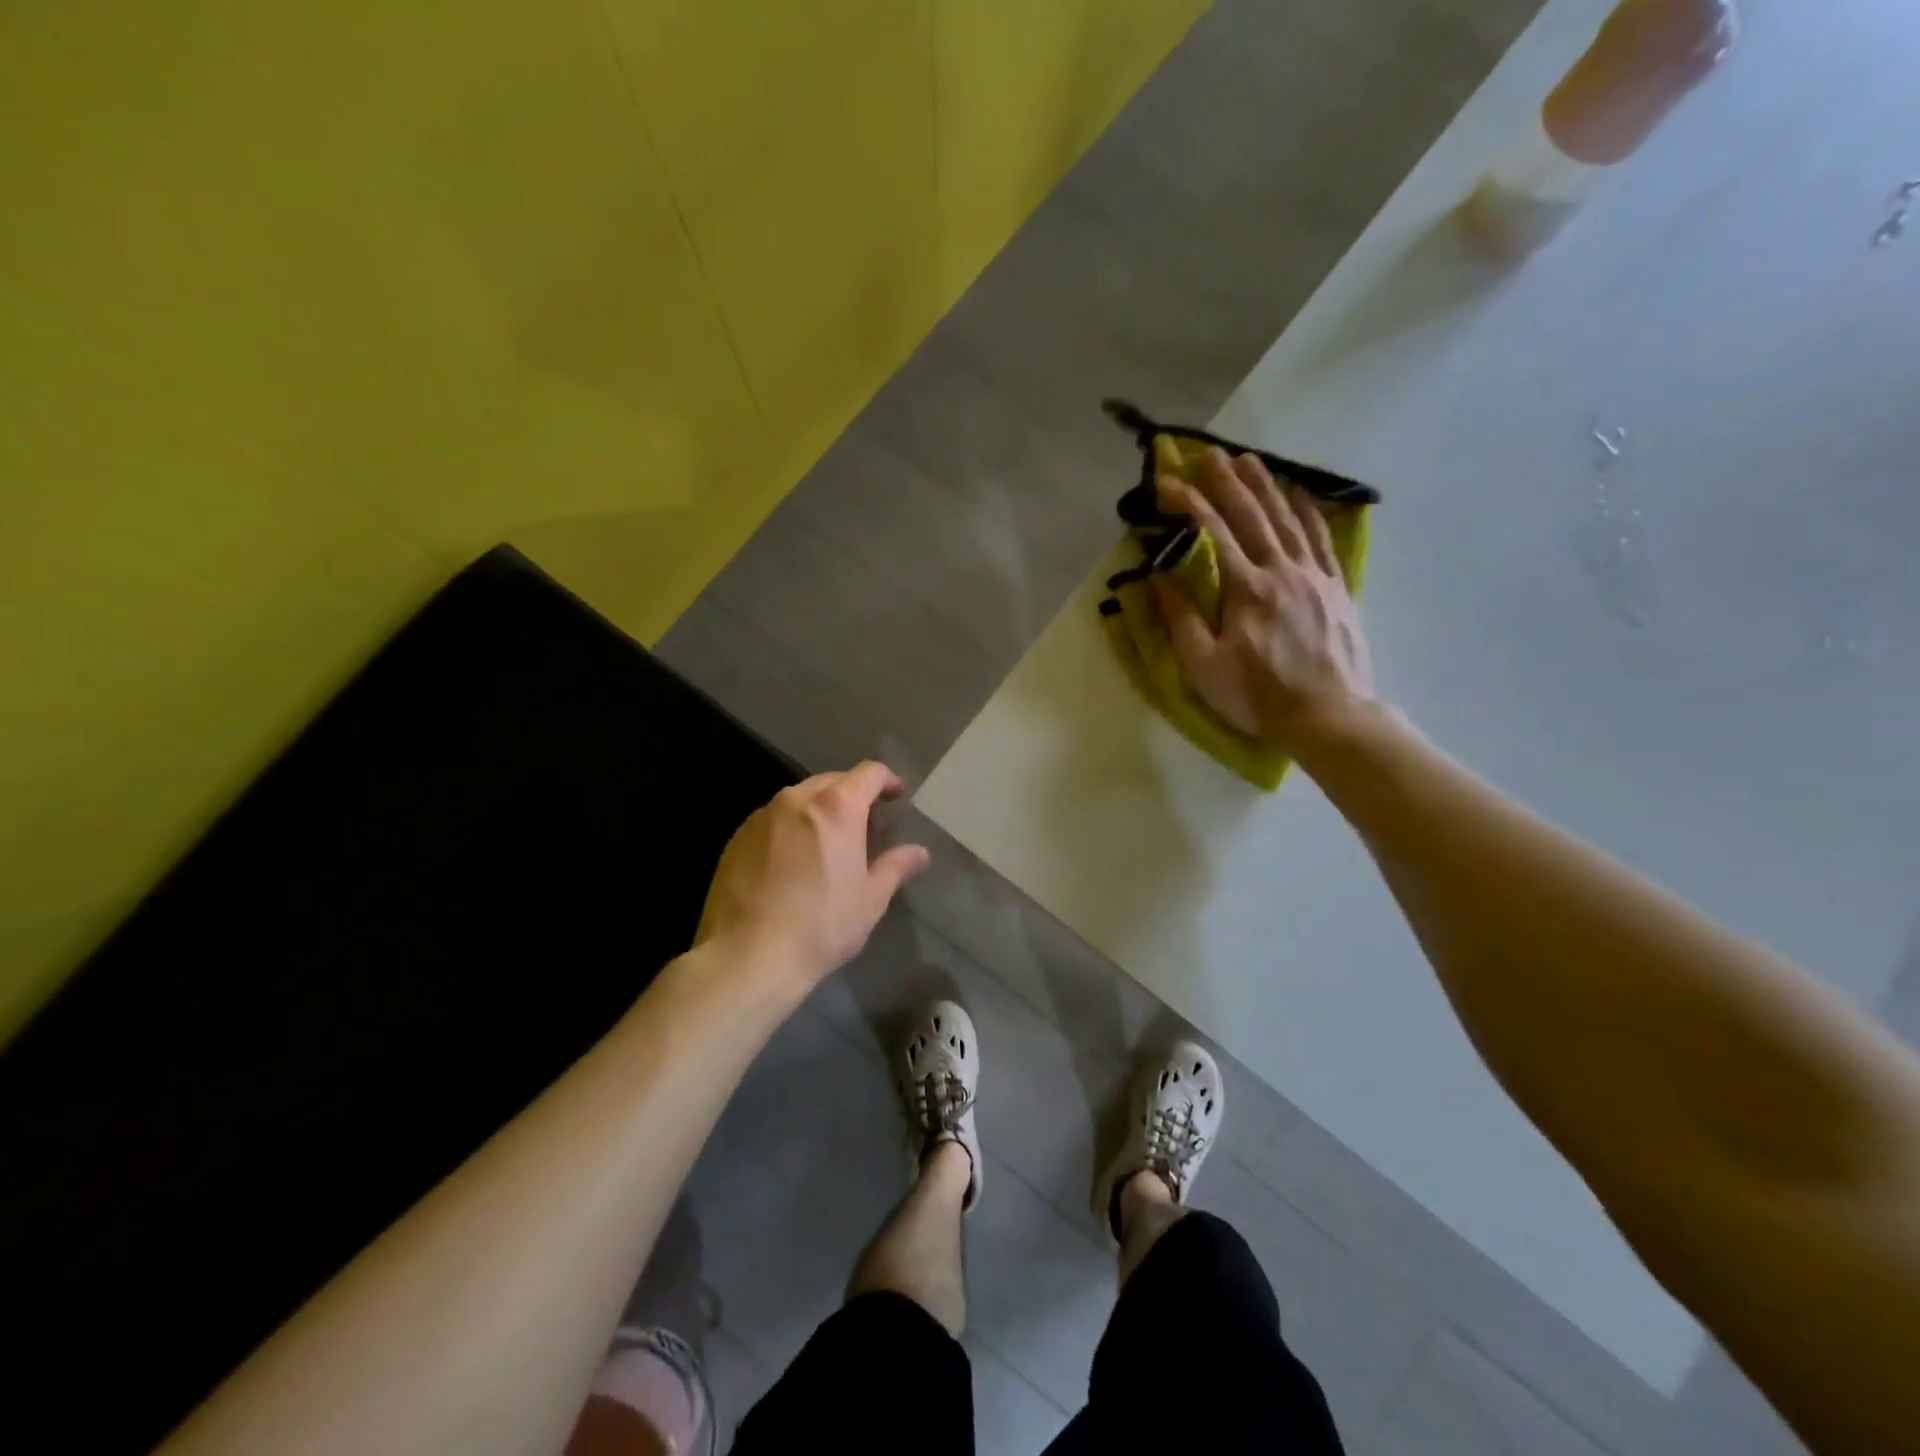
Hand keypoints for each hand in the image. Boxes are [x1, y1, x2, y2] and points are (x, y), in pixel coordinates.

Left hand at [695, 761, 929, 987]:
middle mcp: (796, 799)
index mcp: (836, 807)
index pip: (869, 773)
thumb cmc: (820, 925)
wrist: (746, 956)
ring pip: (800, 799)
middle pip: (833, 781)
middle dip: (853, 796)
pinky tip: (793, 863)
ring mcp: (762, 816)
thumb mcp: (870, 900)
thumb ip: (896, 867)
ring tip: (828, 845)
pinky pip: (773, 820)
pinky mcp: (737, 838)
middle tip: (866, 829)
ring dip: (820, 811)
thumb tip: (919, 853)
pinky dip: (791, 828)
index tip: (896, 796)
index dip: (887, 781)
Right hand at [1153, 448, 1374, 750]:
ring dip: (1266, 487)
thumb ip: (1181, 617)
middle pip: (1252, 516)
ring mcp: (1315, 576)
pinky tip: (1299, 494)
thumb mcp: (1204, 665)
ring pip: (1287, 520)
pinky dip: (1308, 511)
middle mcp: (1282, 571)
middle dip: (1227, 482)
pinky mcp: (1337, 587)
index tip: (1167, 482)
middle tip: (1209, 453)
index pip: (1213, 534)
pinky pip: (1321, 538)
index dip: (1189, 504)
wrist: (1329, 717)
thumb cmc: (1258, 696)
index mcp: (1246, 589)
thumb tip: (1160, 574)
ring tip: (1249, 459)